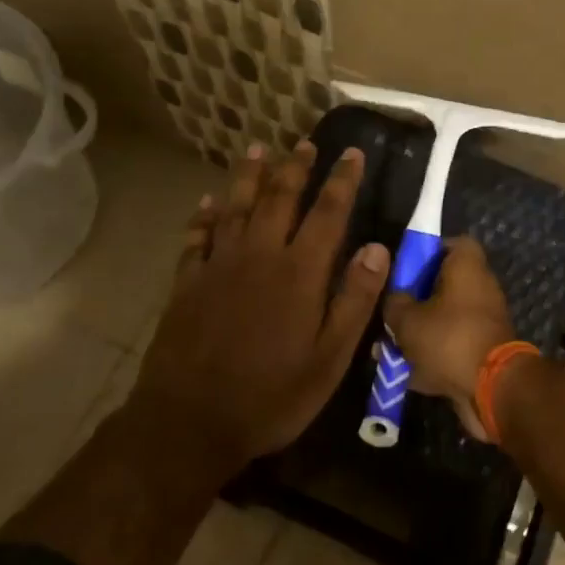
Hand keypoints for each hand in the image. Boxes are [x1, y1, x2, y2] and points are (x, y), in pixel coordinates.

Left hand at [129, 142, 389, 469]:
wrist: (189, 422)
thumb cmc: (271, 396)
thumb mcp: (329, 359)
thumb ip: (355, 300)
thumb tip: (377, 247)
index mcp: (299, 273)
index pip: (327, 213)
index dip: (341, 181)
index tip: (352, 153)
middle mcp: (259, 256)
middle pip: (279, 198)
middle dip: (295, 168)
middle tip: (305, 143)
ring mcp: (218, 266)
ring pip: (236, 207)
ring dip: (248, 176)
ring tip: (257, 150)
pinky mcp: (187, 283)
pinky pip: (196, 238)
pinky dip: (203, 216)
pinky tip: (206, 202)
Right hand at [382, 237, 517, 440]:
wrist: (492, 389)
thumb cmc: (449, 339)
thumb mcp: (407, 319)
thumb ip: (394, 303)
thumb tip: (393, 299)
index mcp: (468, 266)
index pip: (451, 243)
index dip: (426, 253)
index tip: (403, 271)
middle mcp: (482, 287)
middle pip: (444, 284)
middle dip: (415, 300)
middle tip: (390, 314)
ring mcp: (485, 320)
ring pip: (445, 318)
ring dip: (420, 332)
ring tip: (391, 349)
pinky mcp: (485, 350)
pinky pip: (453, 345)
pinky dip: (433, 356)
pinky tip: (406, 373)